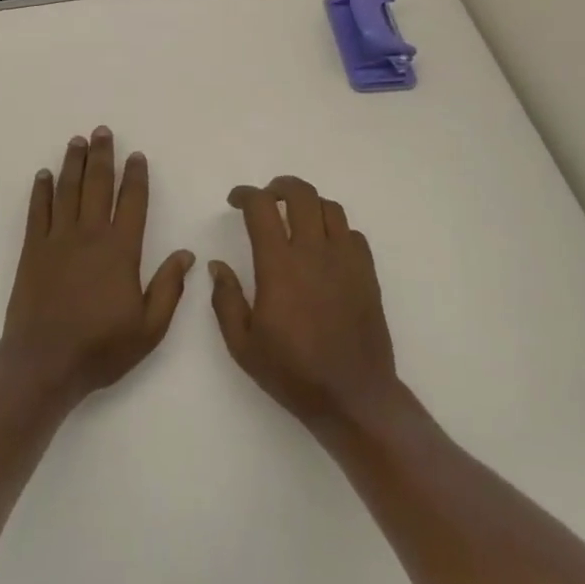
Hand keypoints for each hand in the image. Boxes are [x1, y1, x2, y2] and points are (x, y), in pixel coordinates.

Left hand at [0, 127, 194, 404]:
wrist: (44, 362)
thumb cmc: (101, 347)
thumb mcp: (149, 327)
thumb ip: (169, 288)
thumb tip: (187, 254)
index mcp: (121, 250)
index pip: (132, 203)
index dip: (135, 177)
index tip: (136, 156)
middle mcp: (89, 235)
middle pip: (97, 185)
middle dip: (102, 156)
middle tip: (103, 131)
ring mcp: (57, 240)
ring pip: (67, 190)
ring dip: (73, 164)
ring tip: (78, 141)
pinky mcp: (32, 250)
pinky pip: (37, 211)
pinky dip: (40, 191)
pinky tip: (43, 175)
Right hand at [209, 176, 398, 427]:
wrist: (353, 397)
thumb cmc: (292, 372)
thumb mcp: (242, 344)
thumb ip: (225, 299)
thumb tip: (217, 265)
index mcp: (279, 266)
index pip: (262, 208)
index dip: (246, 194)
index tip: (235, 200)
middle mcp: (314, 252)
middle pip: (302, 194)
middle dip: (280, 186)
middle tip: (267, 198)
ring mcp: (346, 261)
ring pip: (330, 208)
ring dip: (309, 204)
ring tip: (296, 218)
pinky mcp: (367, 274)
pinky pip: (353, 234)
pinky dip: (335, 229)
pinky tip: (325, 247)